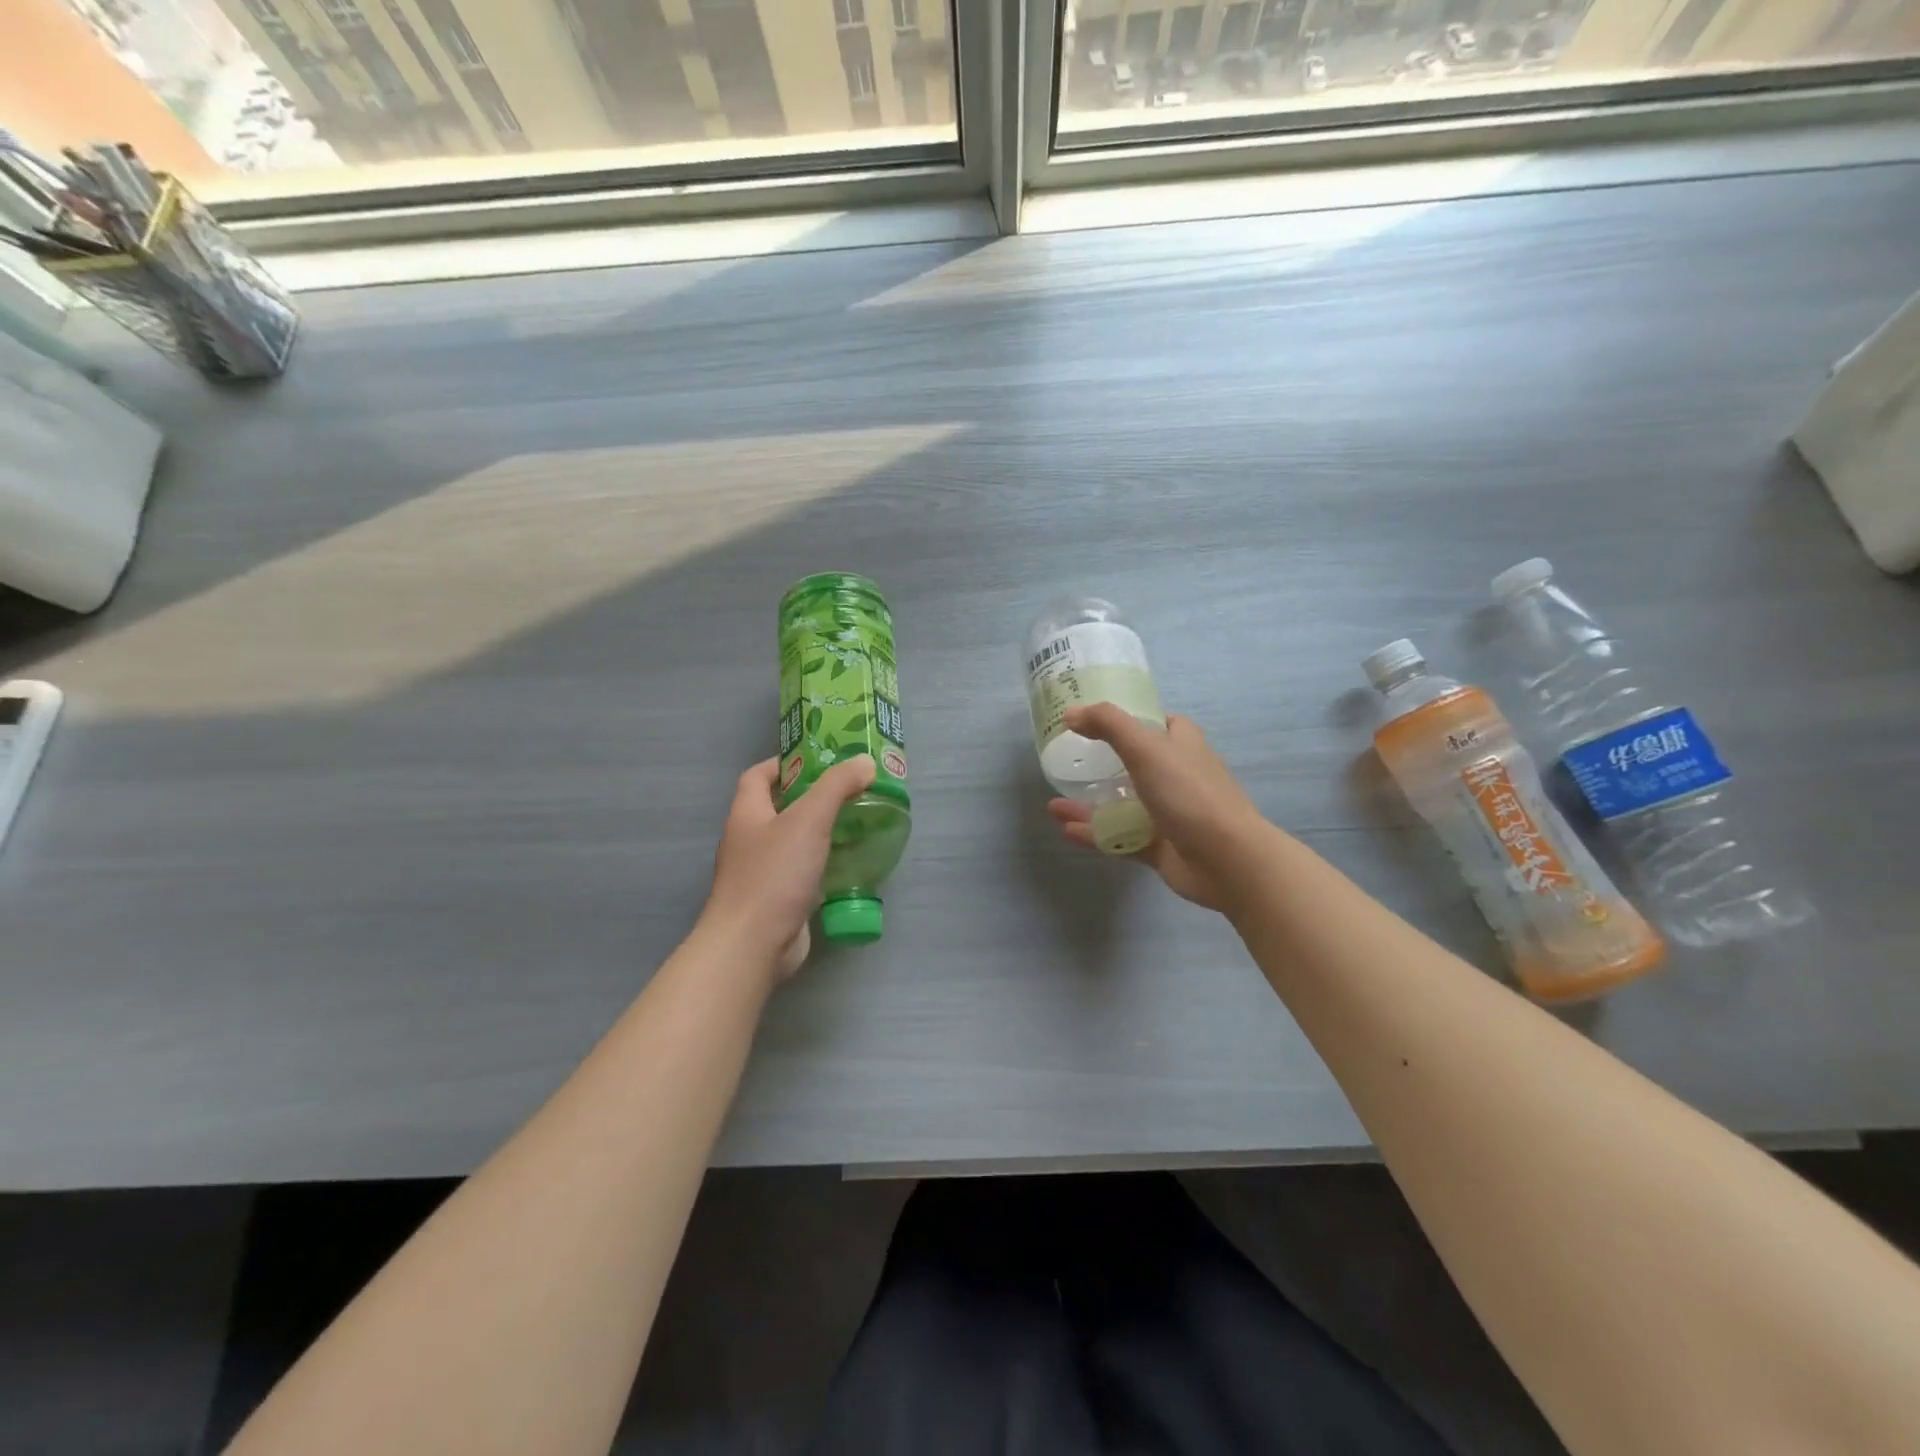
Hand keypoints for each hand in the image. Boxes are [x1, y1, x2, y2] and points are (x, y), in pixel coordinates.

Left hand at [700, 753, 877, 982]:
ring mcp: (761, 874)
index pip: (758, 776)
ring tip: (858, 822)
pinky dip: (823, 865)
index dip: (784, 763)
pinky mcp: (777, 902)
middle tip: (850, 790)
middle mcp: (749, 841)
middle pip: (778, 808)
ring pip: (793, 843)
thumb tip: (864, 762)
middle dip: (812, 797)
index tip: (819, 759)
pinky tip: (850, 864)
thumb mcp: (809, 820)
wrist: (752, 946)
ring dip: (820, 832)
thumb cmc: (774, 875)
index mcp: (747, 814)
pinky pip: (802, 874)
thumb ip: (837, 787)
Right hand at [1046, 704, 1272, 914]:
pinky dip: (1095, 834)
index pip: (1159, 724)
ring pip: (1123, 805)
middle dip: (1102, 765)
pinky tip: (1067, 831)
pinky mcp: (1160, 847)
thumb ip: (1108, 725)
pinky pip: (1120, 837)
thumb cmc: (1189, 794)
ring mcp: (1169, 814)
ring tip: (1054, 805)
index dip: (1131, 719)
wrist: (1226, 860)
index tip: (1095, 722)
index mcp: (1182, 746)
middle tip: (1068, 764)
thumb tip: (1070, 713)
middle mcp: (1177, 776)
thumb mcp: (1147, 748)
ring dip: (1089, 805)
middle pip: (1136, 765)